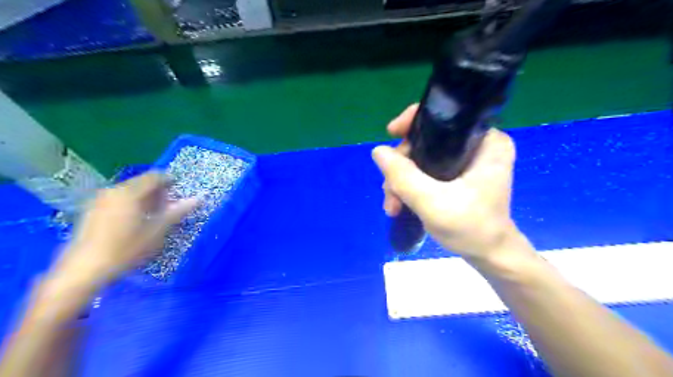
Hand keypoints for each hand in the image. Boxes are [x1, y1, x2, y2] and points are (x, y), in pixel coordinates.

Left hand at [51, 173, 197, 284]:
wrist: (83, 270)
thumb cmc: (125, 249)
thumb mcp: (156, 231)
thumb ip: (177, 212)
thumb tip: (198, 198)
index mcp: (129, 193)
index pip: (155, 177)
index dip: (170, 181)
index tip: (180, 191)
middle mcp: (113, 191)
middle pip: (141, 182)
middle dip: (158, 191)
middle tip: (170, 207)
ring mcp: (99, 200)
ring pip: (129, 191)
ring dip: (145, 198)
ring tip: (154, 215)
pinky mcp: (92, 210)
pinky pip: (118, 199)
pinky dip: (131, 203)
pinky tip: (135, 220)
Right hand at [374, 105, 524, 262]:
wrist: (488, 255)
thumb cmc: (471, 228)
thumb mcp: (432, 202)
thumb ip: (403, 176)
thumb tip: (377, 150)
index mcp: (486, 141)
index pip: (446, 116)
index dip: (414, 121)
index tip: (391, 134)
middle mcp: (477, 145)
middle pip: (427, 140)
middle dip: (401, 165)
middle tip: (389, 192)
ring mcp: (466, 161)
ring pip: (422, 157)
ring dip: (401, 180)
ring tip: (392, 206)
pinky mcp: (457, 175)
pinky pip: (425, 170)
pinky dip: (409, 185)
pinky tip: (399, 204)